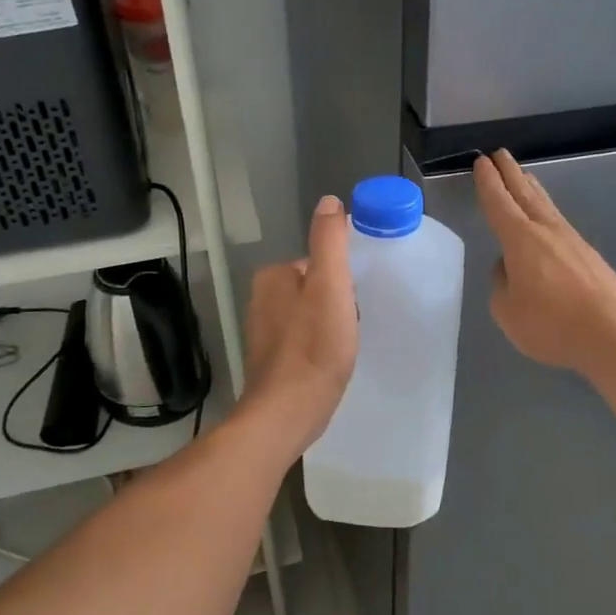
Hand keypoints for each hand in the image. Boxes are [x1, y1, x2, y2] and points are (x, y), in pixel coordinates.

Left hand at [243, 194, 359, 451]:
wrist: (288, 412)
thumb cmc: (314, 347)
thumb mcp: (330, 285)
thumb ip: (330, 241)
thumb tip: (329, 202)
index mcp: (273, 276)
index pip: (319, 263)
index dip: (343, 282)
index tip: (353, 304)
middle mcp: (262, 299)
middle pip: (316, 288)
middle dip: (337, 304)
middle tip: (349, 328)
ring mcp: (264, 331)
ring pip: (311, 315)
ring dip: (330, 327)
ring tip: (342, 348)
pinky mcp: (271, 360)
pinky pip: (304, 340)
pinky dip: (319, 347)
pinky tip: (329, 363)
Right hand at [474, 149, 615, 374]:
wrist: (610, 334)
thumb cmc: (550, 323)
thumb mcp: (507, 311)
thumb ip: (502, 284)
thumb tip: (508, 268)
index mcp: (521, 240)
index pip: (499, 204)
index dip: (488, 183)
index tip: (481, 163)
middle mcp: (547, 232)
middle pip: (525, 195)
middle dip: (510, 174)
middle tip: (500, 154)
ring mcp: (573, 241)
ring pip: (546, 207)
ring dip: (532, 190)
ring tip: (524, 177)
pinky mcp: (590, 257)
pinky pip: (561, 225)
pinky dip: (548, 213)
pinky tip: (548, 221)